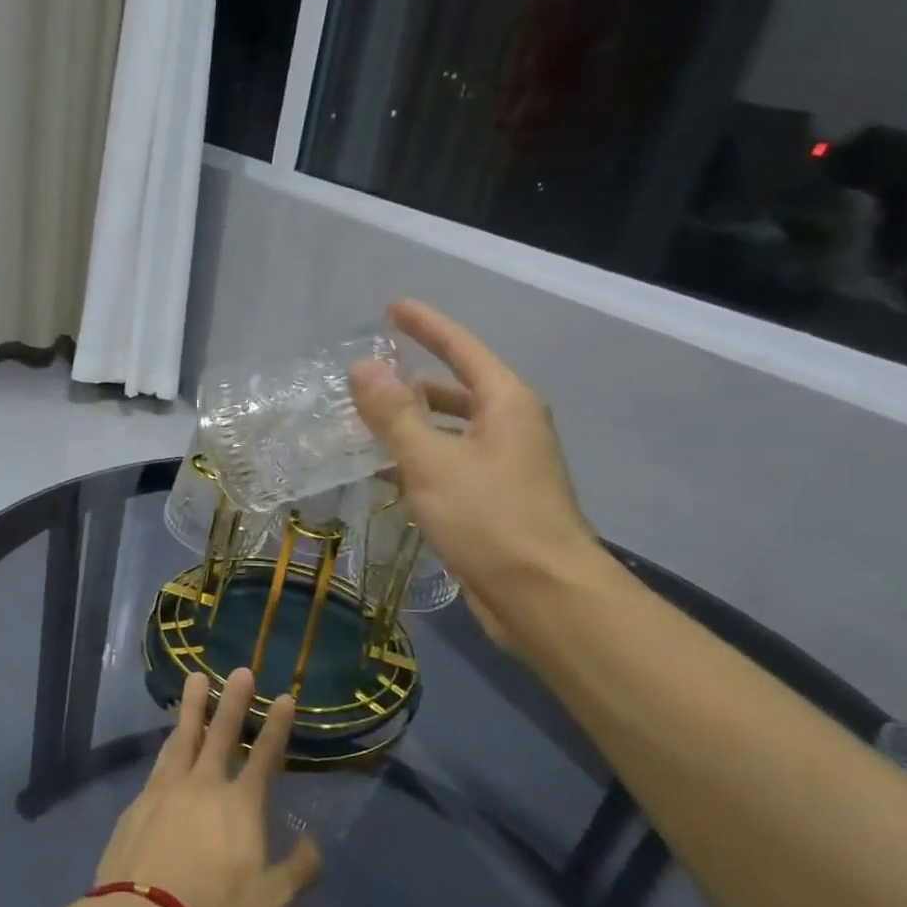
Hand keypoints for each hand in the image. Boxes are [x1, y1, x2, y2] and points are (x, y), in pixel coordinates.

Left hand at [93, 669, 321, 906]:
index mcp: (241, 805)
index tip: (285, 697)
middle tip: (240, 669)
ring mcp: (167, 791)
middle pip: (221, 733)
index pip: (265, 756)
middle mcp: (204, 786)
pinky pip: (158, 764)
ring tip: (195, 681)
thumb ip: (299, 870)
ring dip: (193, 708)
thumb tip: (311, 844)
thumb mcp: (273, 902)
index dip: (277, 726)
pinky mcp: (138, 804)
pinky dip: (168, 745)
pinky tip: (168, 742)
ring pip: (183, 738)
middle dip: (234, 700)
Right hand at [348, 299, 606, 646]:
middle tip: (364, 382)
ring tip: (363, 427)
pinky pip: (449, 467)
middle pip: (455, 390)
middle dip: (411, 384)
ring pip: (449, 432)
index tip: (392, 308)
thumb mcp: (432, 461)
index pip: (462, 347)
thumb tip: (363, 368)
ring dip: (410, 428)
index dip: (426, 325)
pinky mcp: (494, 503)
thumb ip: (394, 414)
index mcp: (506, 403)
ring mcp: (505, 467)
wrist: (543, 597)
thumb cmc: (491, 519)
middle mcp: (510, 427)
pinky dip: (418, 464)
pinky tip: (385, 475)